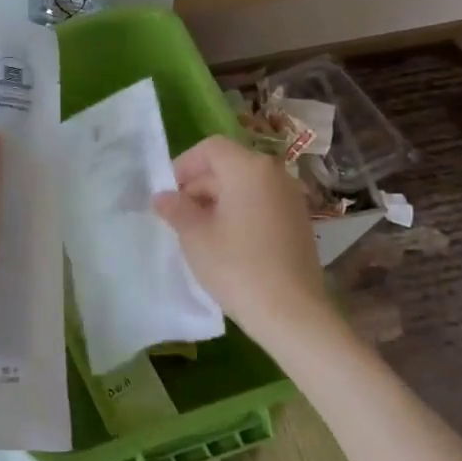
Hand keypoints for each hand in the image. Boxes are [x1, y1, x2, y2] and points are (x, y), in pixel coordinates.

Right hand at [153, 135, 328, 338]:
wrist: (291, 312)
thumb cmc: (236, 266)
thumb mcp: (195, 236)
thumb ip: (176, 209)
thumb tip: (162, 196)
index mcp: (248, 168)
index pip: (210, 148)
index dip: (184, 165)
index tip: (168, 193)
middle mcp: (275, 174)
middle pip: (229, 165)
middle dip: (199, 185)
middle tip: (177, 215)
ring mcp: (291, 198)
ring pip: (246, 186)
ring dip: (219, 200)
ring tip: (199, 231)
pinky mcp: (299, 221)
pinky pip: (262, 203)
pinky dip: (240, 212)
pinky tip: (226, 242)